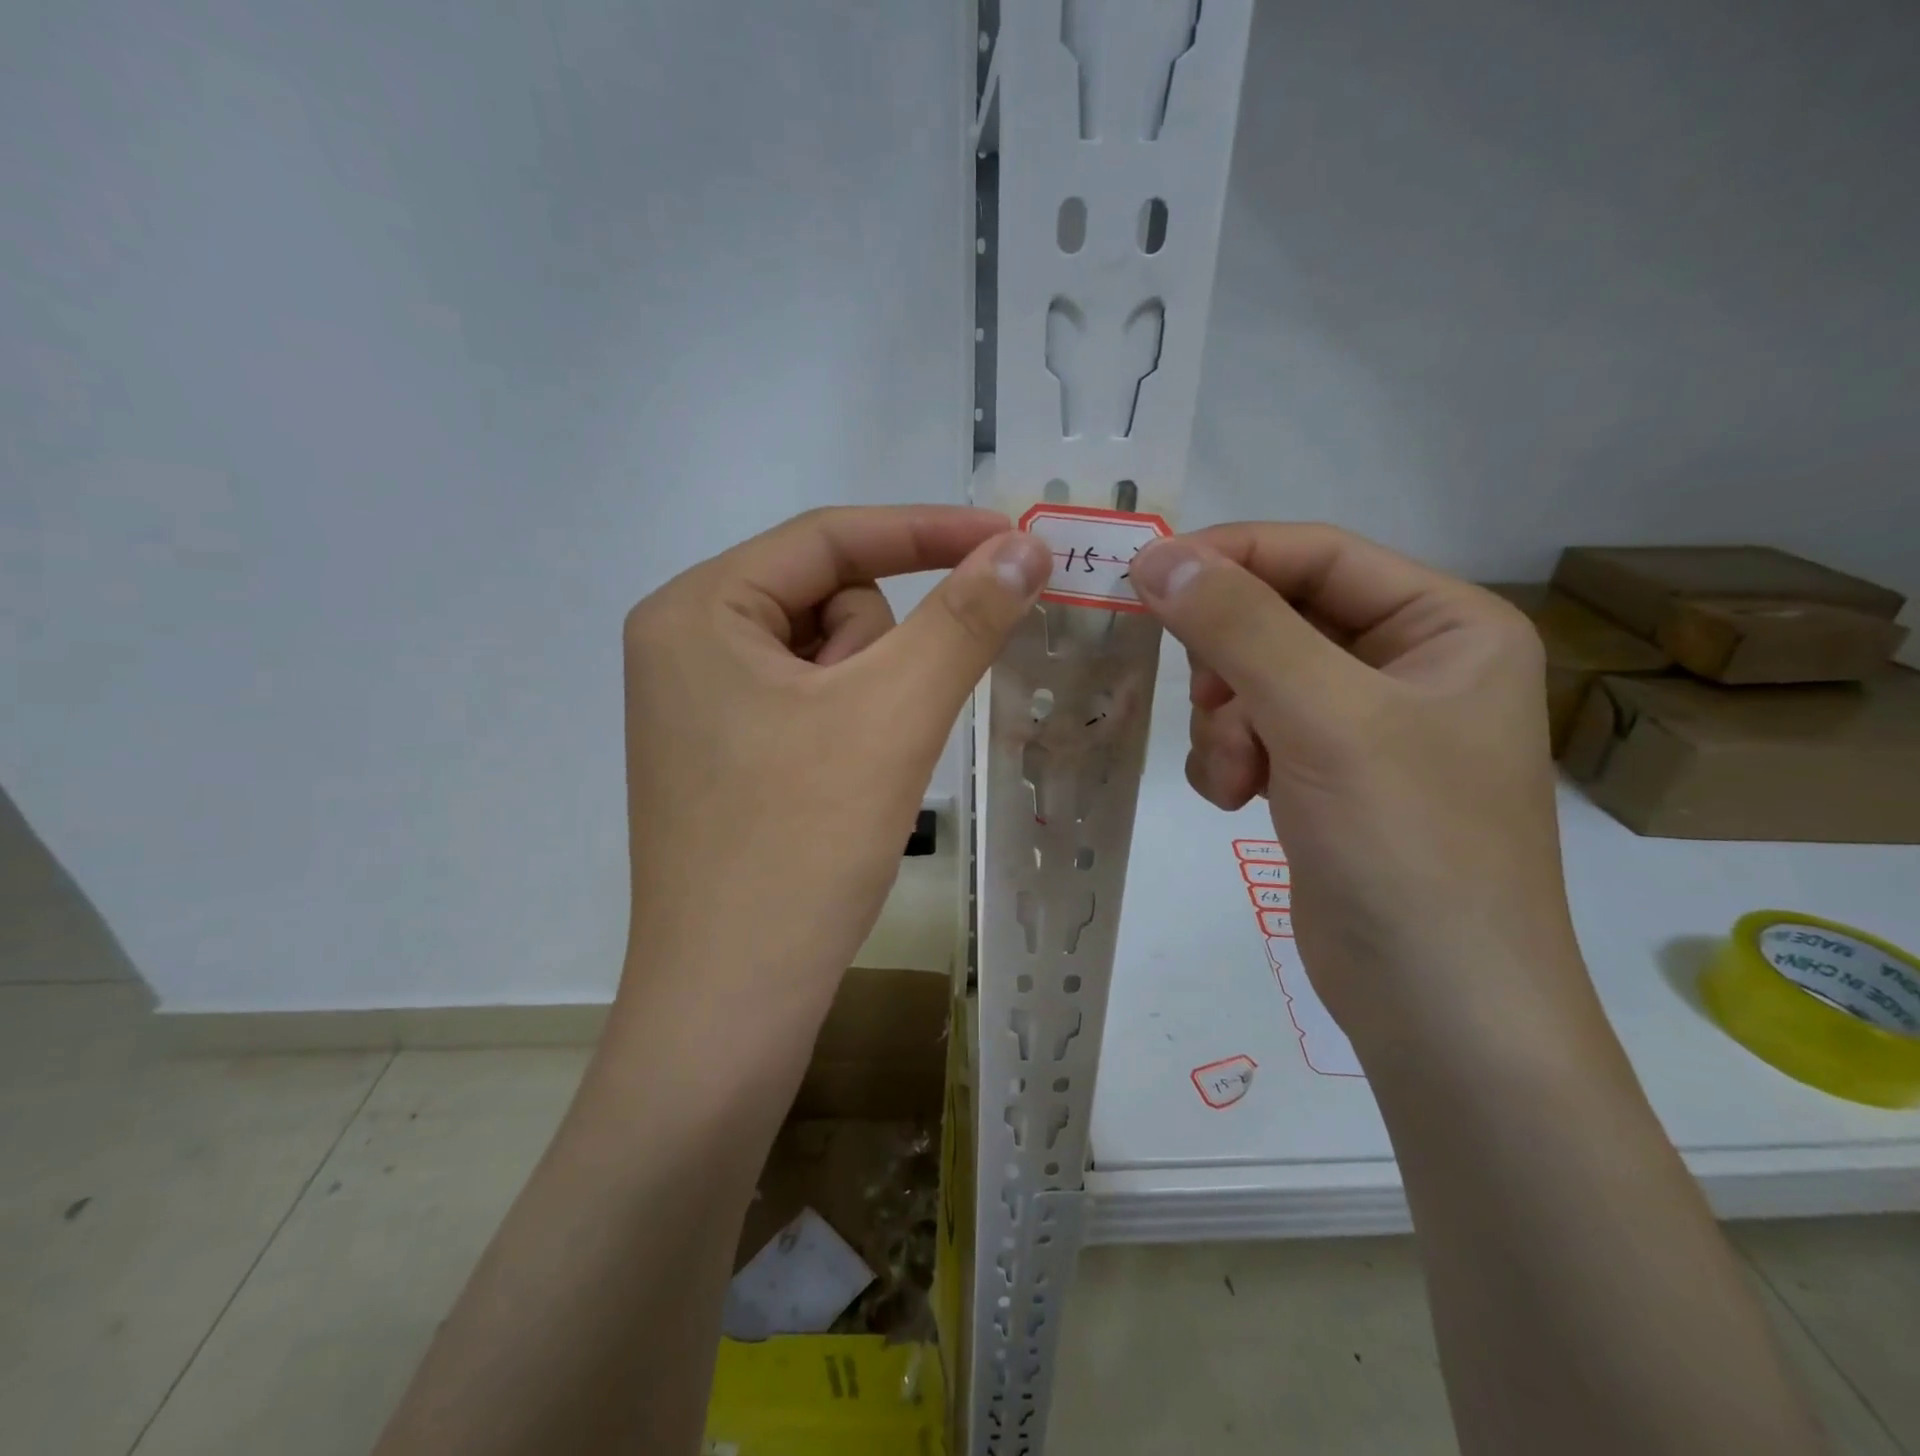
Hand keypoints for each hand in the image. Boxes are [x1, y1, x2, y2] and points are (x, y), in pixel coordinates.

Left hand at [612, 506, 1051, 1060]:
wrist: (733, 1004)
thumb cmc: (800, 846)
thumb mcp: (893, 715)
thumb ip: (964, 618)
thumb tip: (1026, 545)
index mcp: (695, 609)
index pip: (828, 536)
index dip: (927, 531)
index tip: (1013, 542)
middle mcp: (683, 644)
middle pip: (827, 601)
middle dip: (877, 656)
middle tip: (875, 733)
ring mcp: (698, 705)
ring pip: (828, 659)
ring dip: (868, 702)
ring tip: (854, 774)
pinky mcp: (722, 755)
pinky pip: (811, 706)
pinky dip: (850, 732)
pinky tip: (839, 793)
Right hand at [1129, 524, 1596, 1058]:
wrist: (1438, 1005)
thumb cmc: (1407, 846)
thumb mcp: (1324, 718)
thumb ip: (1239, 627)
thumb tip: (1157, 555)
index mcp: (1445, 623)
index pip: (1316, 554)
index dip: (1228, 557)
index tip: (1144, 575)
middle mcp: (1407, 663)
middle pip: (1277, 617)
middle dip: (1229, 666)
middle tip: (1212, 706)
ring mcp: (1362, 723)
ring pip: (1250, 679)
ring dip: (1225, 724)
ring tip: (1239, 777)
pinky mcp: (1324, 775)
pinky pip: (1248, 733)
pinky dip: (1228, 759)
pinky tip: (1239, 801)